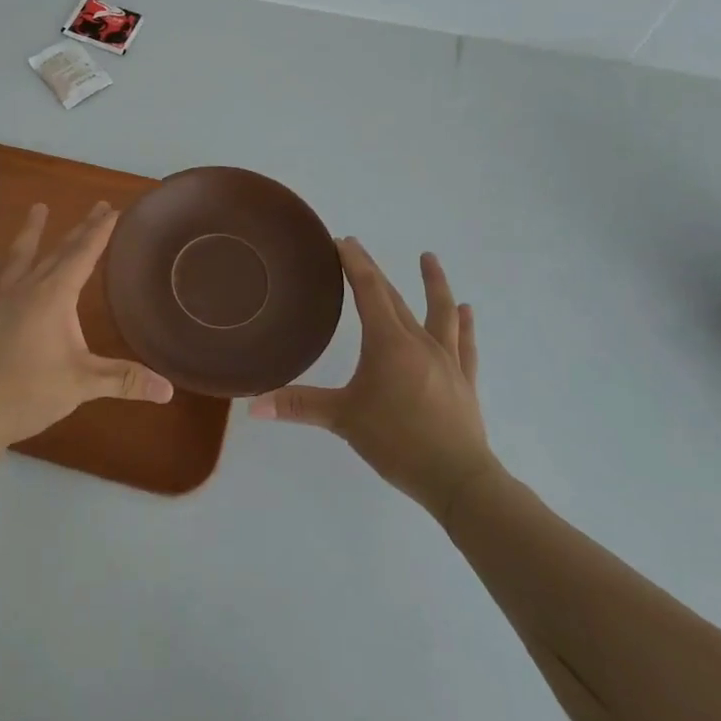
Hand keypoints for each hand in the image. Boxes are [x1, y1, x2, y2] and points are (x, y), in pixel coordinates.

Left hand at [0, 202, 173, 452]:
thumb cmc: (32, 393)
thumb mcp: (84, 384)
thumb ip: (126, 380)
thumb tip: (168, 389)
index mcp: (54, 296)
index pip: (83, 255)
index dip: (100, 232)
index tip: (113, 209)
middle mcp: (27, 289)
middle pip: (58, 251)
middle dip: (80, 229)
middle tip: (97, 206)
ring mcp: (0, 301)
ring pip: (19, 258)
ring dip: (30, 233)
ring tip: (38, 208)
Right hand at [250, 237, 495, 521]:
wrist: (458, 478)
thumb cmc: (397, 441)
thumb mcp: (343, 420)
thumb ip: (298, 406)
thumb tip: (253, 407)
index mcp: (388, 343)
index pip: (369, 290)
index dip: (355, 263)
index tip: (343, 242)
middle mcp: (419, 341)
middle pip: (394, 297)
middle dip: (374, 271)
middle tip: (358, 250)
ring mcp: (447, 359)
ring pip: (440, 311)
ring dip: (434, 283)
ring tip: (429, 259)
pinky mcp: (464, 379)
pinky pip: (465, 343)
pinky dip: (465, 324)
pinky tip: (468, 311)